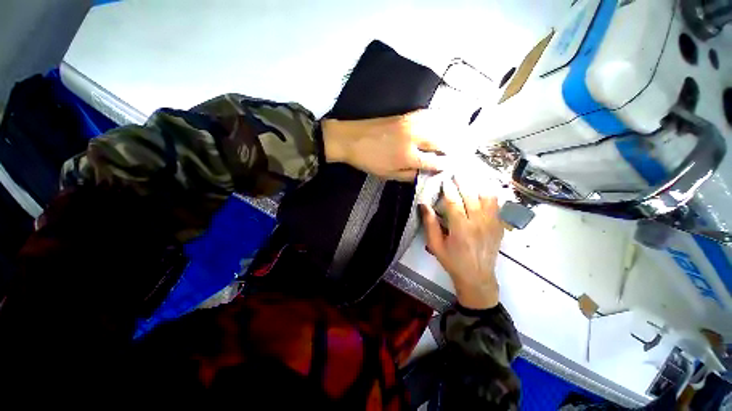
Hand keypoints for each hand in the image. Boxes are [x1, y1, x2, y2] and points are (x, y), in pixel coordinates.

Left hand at [322, 111, 449, 180]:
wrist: (351, 138)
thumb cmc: (369, 160)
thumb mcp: (387, 175)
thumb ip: (408, 175)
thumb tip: (424, 174)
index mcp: (407, 157)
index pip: (433, 161)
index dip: (444, 165)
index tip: (451, 166)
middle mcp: (413, 138)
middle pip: (441, 141)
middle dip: (453, 147)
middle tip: (460, 152)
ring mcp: (410, 123)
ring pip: (438, 124)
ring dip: (451, 131)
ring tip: (460, 136)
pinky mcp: (406, 114)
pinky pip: (428, 114)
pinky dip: (439, 118)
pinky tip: (445, 121)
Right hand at [420, 175, 503, 308]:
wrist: (477, 277)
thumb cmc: (452, 261)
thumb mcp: (435, 245)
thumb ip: (430, 224)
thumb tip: (424, 205)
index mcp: (461, 228)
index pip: (454, 201)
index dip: (448, 188)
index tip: (444, 178)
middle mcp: (478, 222)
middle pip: (471, 195)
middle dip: (463, 181)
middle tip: (457, 171)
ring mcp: (492, 223)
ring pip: (487, 196)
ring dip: (478, 184)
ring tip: (471, 175)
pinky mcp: (499, 226)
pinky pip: (497, 204)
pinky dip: (490, 193)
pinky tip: (484, 187)